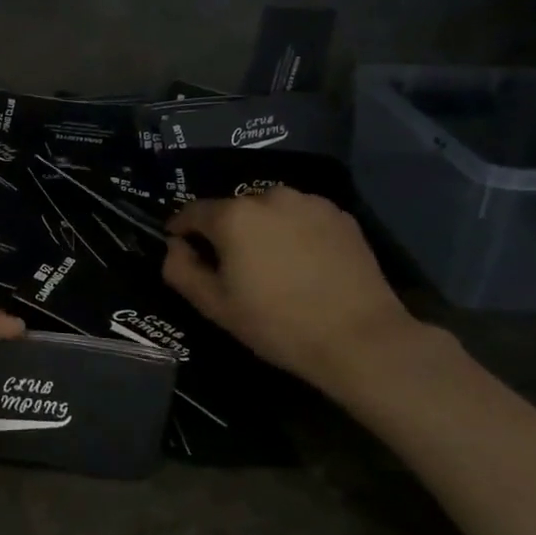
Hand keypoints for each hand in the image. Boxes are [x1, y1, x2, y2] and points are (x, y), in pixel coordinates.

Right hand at [162, 187, 417, 394]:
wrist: (360, 339)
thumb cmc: (277, 324)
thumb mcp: (215, 306)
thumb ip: (181, 270)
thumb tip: (175, 246)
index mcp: (233, 215)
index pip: (192, 212)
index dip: (181, 229)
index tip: (181, 247)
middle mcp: (269, 196)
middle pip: (233, 209)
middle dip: (225, 231)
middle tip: (231, 266)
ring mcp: (309, 202)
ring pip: (269, 210)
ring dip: (261, 229)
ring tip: (270, 263)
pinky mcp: (340, 215)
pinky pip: (301, 217)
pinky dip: (293, 232)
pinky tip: (302, 263)